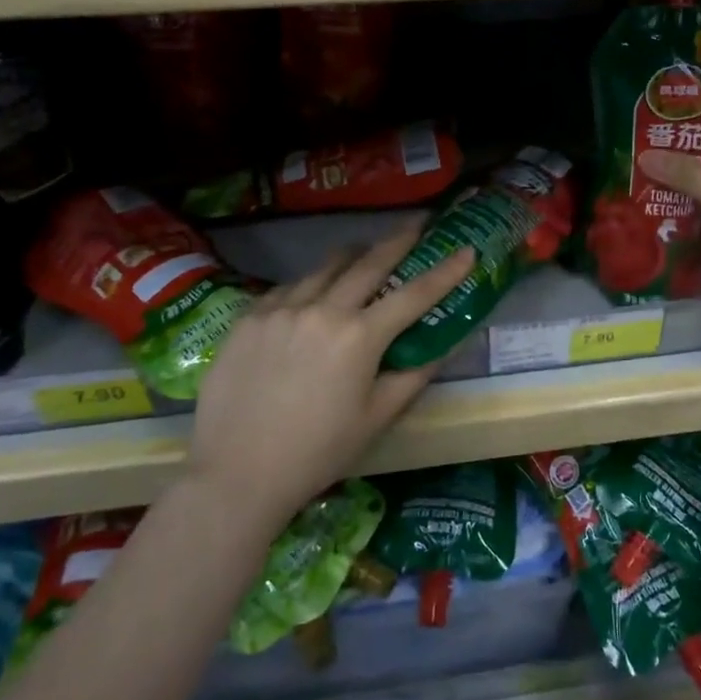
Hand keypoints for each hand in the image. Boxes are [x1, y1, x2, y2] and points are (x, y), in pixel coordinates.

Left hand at [187, 224, 475, 523]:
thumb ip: (413, 375)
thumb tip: (444, 346)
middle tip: (416, 223)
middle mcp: (322, 310)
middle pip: (369, 261)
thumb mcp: (376, 418)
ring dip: (353, 257)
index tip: (466, 249)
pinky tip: (311, 296)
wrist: (234, 476)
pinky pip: (288, 287)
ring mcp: (281, 308)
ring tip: (364, 253)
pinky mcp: (249, 317)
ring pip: (325, 267)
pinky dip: (310, 284)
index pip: (414, 294)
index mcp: (359, 337)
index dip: (446, 271)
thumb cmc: (316, 453)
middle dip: (398, 239)